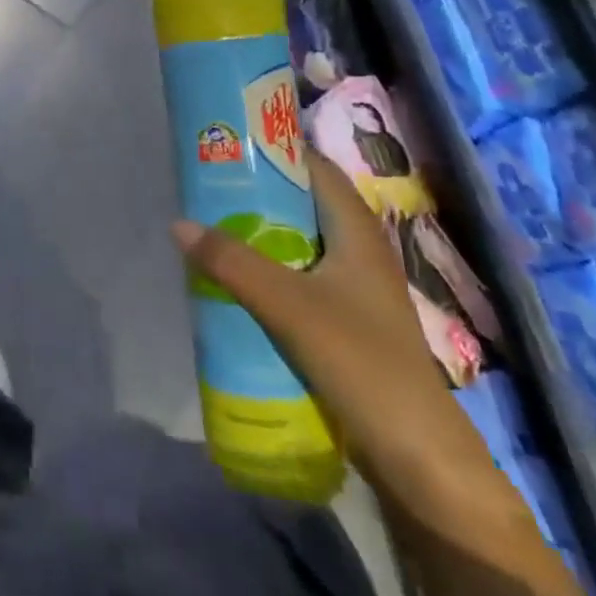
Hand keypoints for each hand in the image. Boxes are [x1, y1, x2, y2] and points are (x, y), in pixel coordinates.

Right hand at [173, 148, 500, 511]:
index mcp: (357, 231)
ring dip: (262, 234)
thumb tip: (178, 223)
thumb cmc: (359, 360)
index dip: (276, 149)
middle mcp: (359, 250)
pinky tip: (238, 281)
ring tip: (213, 226)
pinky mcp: (348, 322)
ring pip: (301, 243)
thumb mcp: (287, 305)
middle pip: (304, 204)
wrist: (417, 454)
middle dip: (258, 192)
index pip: (315, 168)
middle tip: (208, 185)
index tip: (230, 141)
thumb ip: (232, 262)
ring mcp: (356, 289)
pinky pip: (301, 278)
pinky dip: (270, 270)